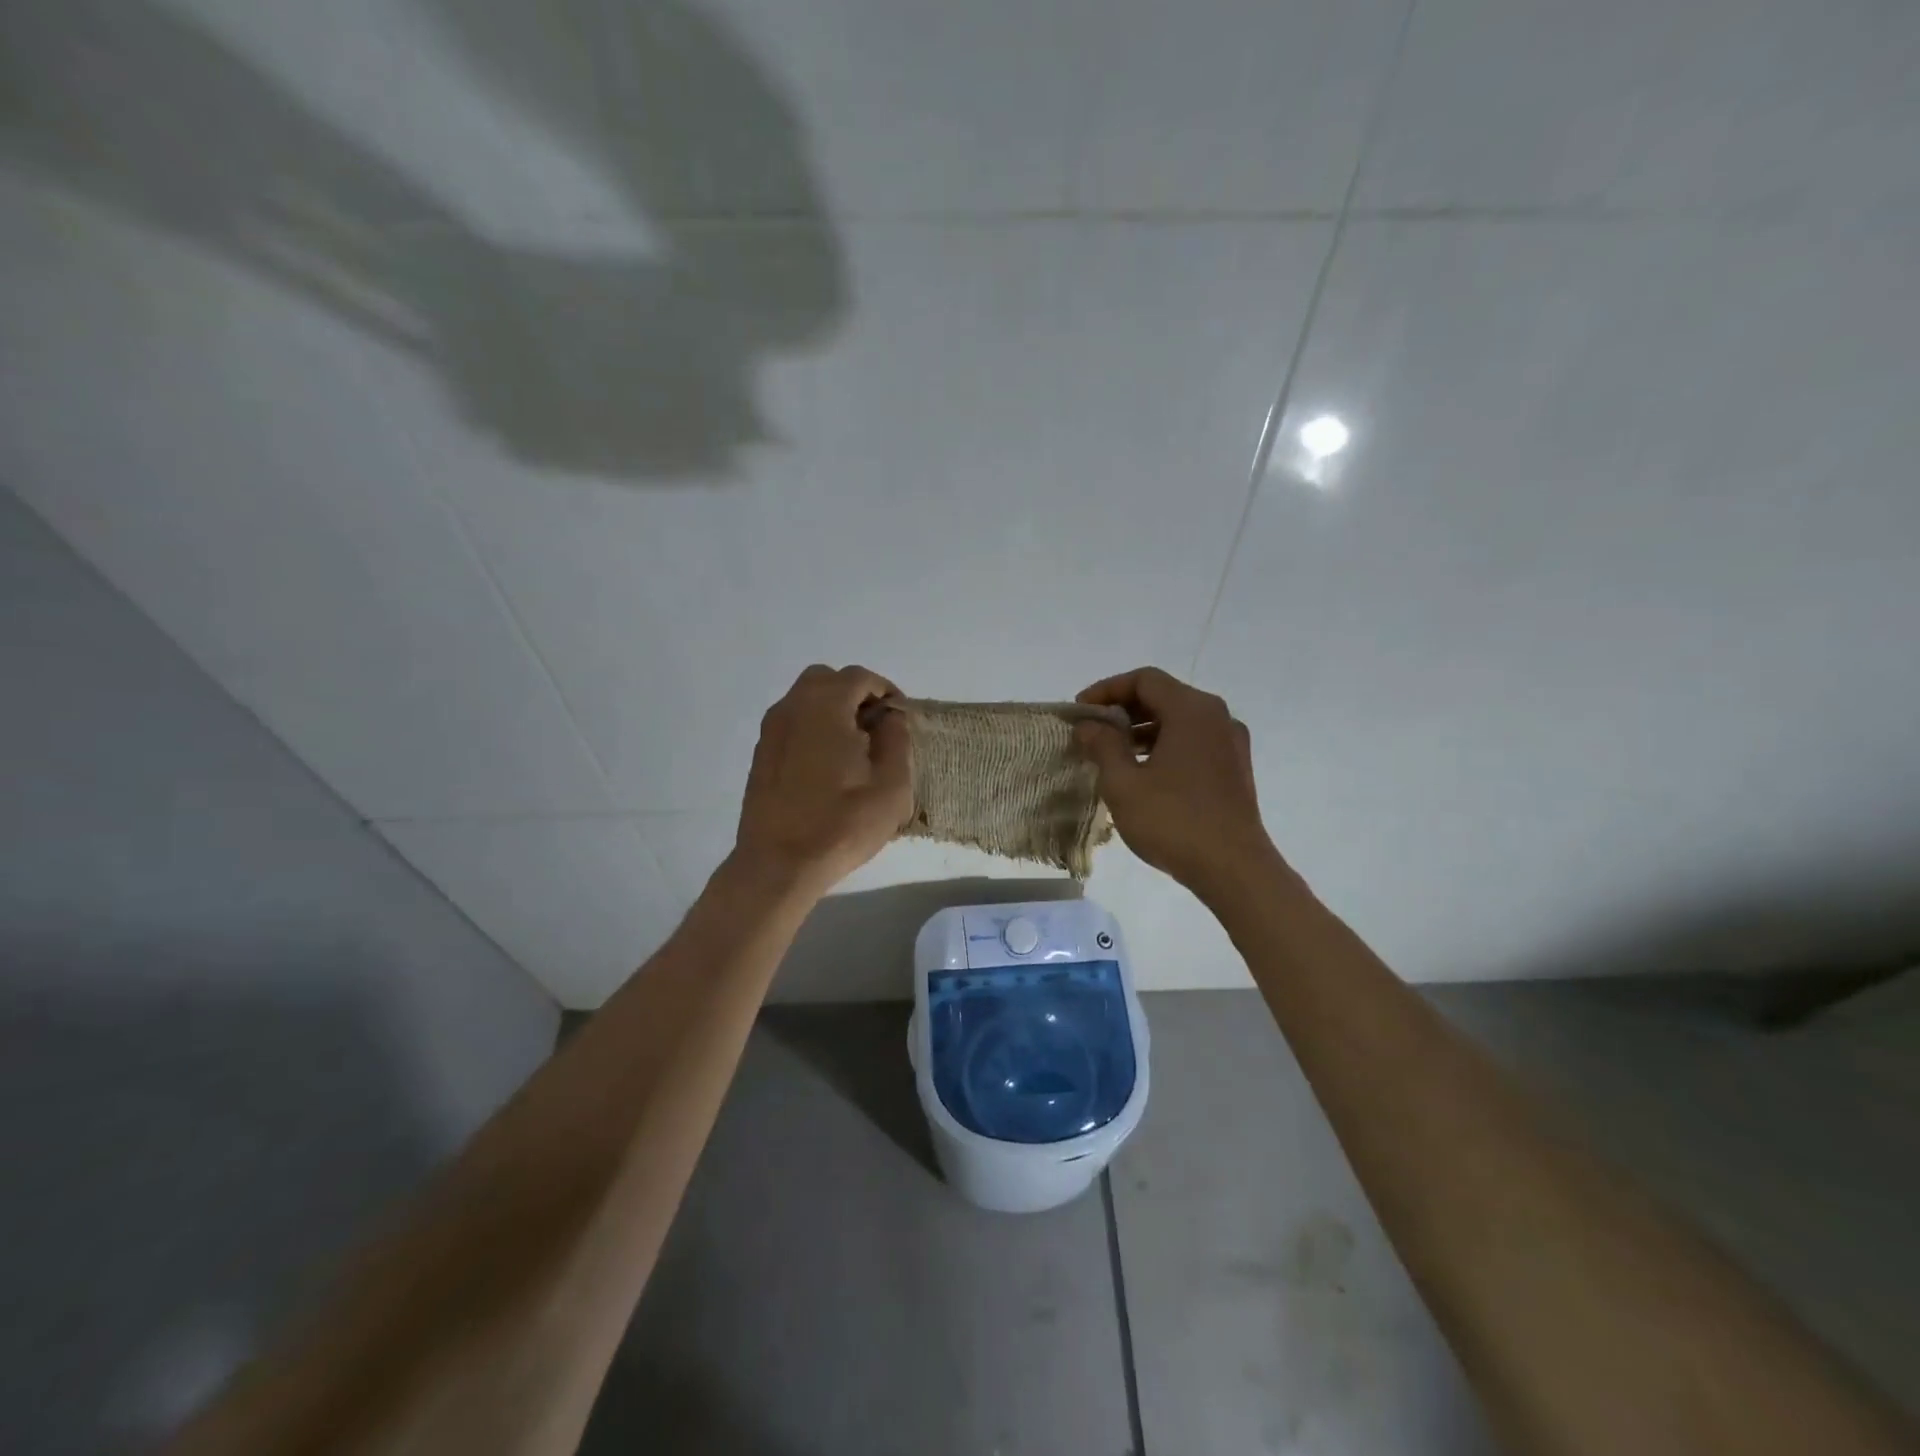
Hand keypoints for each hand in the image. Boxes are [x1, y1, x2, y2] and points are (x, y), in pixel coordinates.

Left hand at [733, 664, 911, 896]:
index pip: (859, 677)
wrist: (778, 864)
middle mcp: (792, 707)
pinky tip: (827, 766)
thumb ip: (897, 741)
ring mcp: (771, 730)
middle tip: (876, 728)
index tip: (900, 718)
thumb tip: (890, 719)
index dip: (885, 691)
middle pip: (827, 680)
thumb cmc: (841, 824)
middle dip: (855, 695)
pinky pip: (792, 723)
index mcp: (825, 706)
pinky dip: (813, 728)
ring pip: (805, 700)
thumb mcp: (891, 787)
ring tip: (854, 749)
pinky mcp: (761, 754)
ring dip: (832, 711)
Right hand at [1073, 666, 1277, 891]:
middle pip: (1164, 696)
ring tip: (1112, 754)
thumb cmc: (1173, 821)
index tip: (1081, 711)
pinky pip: (1194, 742)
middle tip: (1093, 731)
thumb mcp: (1124, 783)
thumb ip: (1103, 746)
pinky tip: (1143, 773)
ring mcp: (1230, 744)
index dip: (1107, 689)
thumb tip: (1089, 725)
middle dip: (1124, 709)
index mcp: (1192, 711)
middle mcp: (1217, 717)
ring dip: (1143, 730)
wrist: (1234, 869)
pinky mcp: (1234, 769)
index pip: (1144, 680)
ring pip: (1180, 721)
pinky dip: (1165, 746)